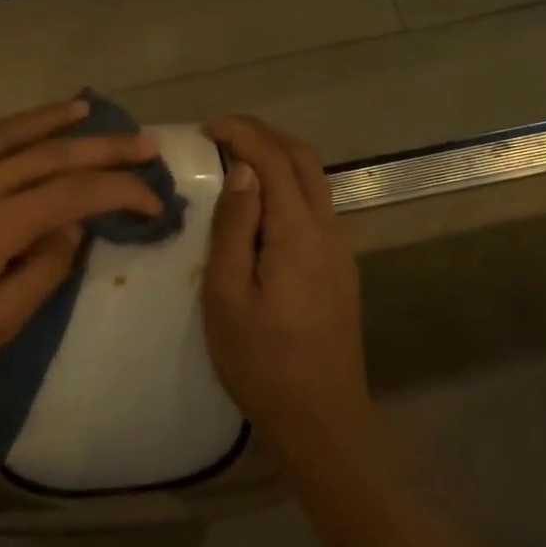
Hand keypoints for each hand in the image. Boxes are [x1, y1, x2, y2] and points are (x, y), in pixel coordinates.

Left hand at [0, 98, 162, 395]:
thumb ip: (42, 273)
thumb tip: (74, 227)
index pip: (75, 195)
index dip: (121, 192)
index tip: (153, 200)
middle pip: (51, 154)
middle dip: (105, 147)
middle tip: (145, 142)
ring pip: (9, 133)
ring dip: (53, 120)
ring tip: (88, 109)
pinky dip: (3, 126)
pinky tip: (19, 125)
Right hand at [202, 115, 369, 447]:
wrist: (321, 418)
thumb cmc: (261, 361)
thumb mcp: (228, 296)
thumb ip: (234, 228)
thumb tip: (241, 171)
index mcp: (298, 234)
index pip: (275, 159)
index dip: (242, 133)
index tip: (205, 128)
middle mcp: (328, 231)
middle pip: (304, 160)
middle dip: (264, 134)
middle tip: (220, 134)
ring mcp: (340, 250)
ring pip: (315, 182)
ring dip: (278, 158)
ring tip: (234, 161)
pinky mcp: (339, 269)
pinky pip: (315, 207)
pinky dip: (287, 186)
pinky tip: (258, 205)